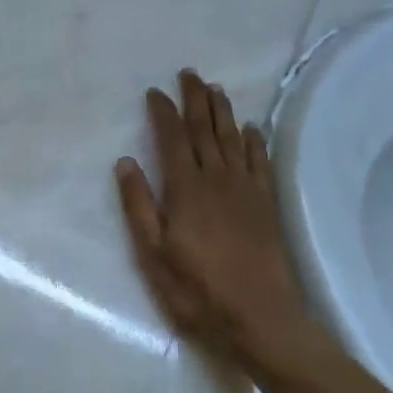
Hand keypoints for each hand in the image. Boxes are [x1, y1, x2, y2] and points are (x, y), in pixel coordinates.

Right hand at [116, 71, 326, 380]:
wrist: (260, 318)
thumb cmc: (197, 290)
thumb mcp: (153, 254)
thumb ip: (138, 206)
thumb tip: (126, 162)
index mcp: (186, 190)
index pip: (173, 140)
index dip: (163, 113)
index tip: (155, 92)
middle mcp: (218, 180)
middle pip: (205, 131)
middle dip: (195, 100)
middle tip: (189, 74)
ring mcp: (246, 191)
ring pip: (233, 140)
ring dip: (223, 112)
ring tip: (215, 90)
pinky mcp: (266, 205)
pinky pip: (260, 162)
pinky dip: (254, 141)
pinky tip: (250, 129)